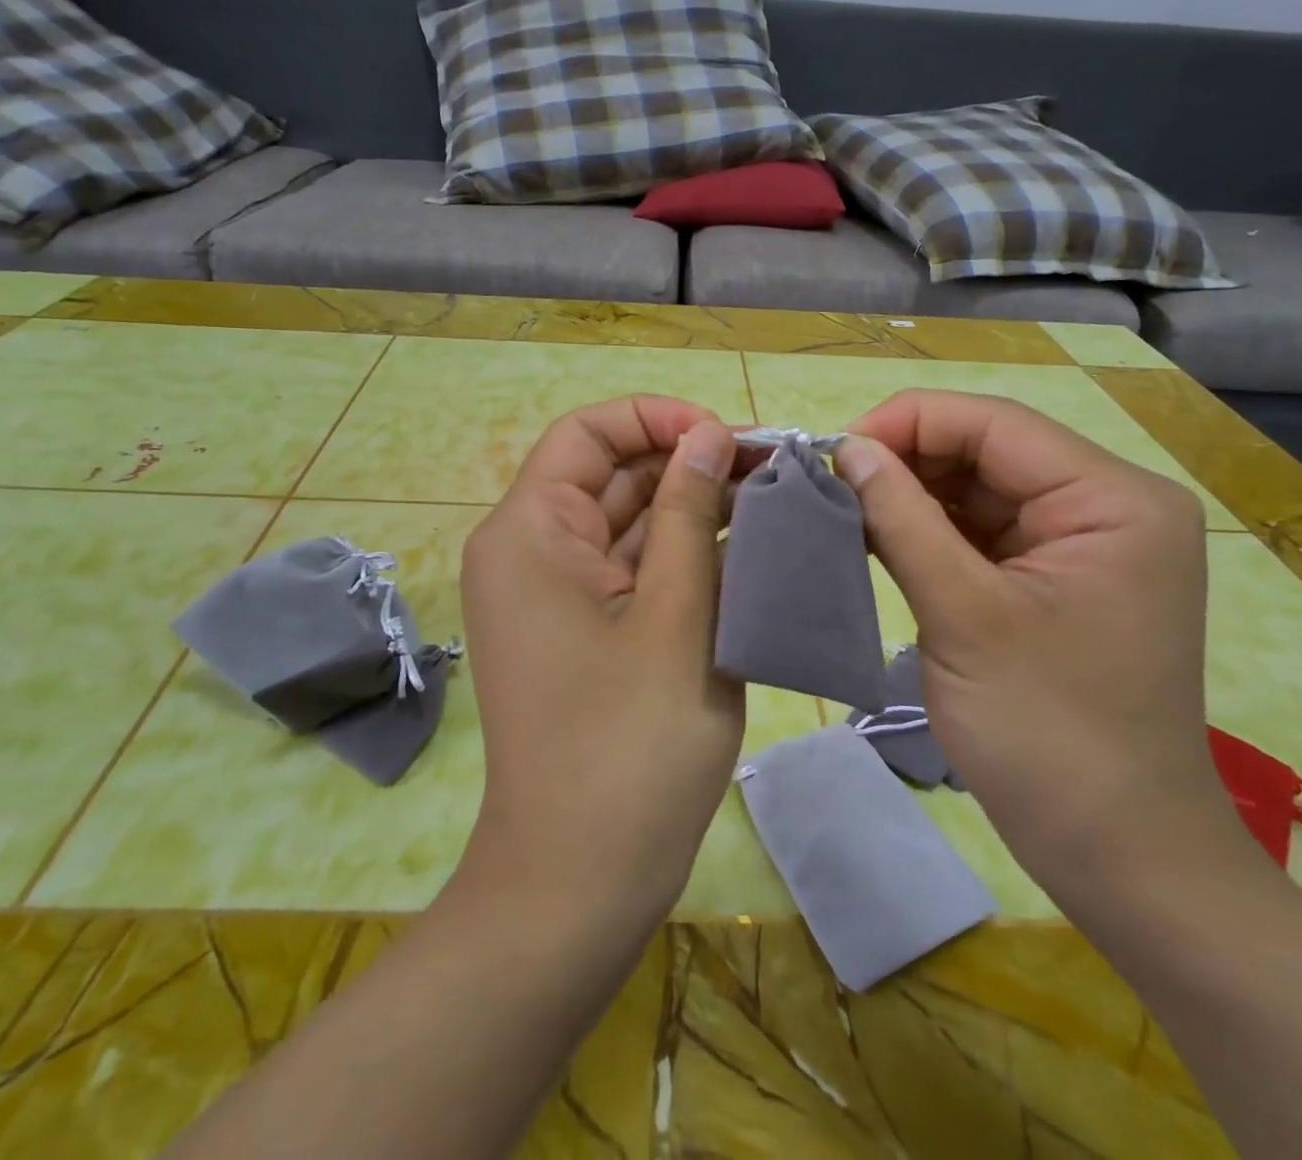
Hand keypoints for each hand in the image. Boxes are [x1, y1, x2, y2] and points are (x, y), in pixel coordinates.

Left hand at [456, 396, 744, 930]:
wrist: (581, 882)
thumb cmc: (629, 745)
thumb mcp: (676, 614)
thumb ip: (690, 514)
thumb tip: (708, 435)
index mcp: (530, 532)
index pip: (587, 434)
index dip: (656, 419)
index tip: (726, 439)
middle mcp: (532, 550)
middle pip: (611, 474)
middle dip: (687, 463)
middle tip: (771, 470)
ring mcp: (557, 593)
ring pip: (628, 521)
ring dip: (692, 509)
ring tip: (772, 502)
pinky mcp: (585, 629)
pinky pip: (633, 568)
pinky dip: (682, 554)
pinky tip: (746, 550)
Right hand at [835, 391, 1251, 901]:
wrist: (1117, 855)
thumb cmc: (1050, 734)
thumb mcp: (964, 615)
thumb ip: (902, 520)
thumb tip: (846, 449)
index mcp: (1113, 499)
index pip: (995, 424)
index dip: (907, 422)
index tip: (832, 451)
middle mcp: (1105, 506)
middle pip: (985, 451)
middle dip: (904, 462)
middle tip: (828, 486)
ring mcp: (1080, 544)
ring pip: (975, 490)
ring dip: (908, 497)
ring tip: (841, 511)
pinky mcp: (1051, 579)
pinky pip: (979, 532)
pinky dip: (926, 532)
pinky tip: (874, 538)